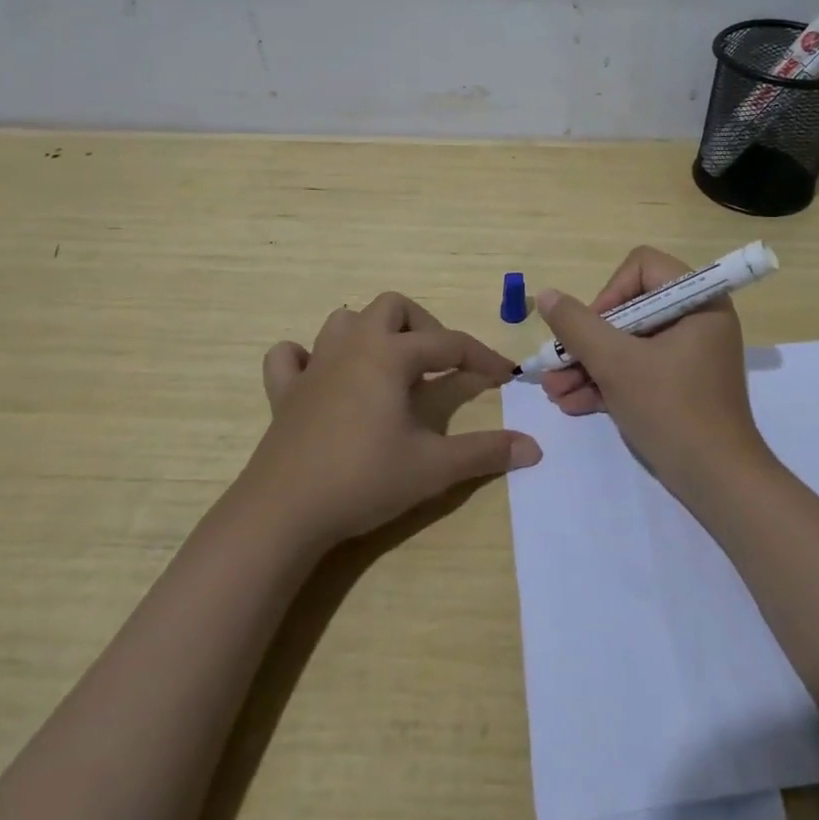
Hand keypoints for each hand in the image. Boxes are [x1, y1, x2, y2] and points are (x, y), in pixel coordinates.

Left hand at [237, 292, 541, 548]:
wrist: (284, 512)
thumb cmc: (364, 479)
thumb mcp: (434, 468)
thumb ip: (485, 452)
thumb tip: (534, 447)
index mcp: (390, 355)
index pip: (448, 343)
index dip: (481, 357)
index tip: (505, 375)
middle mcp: (352, 347)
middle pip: (392, 307)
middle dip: (423, 326)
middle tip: (438, 364)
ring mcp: (313, 366)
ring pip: (343, 321)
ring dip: (370, 333)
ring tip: (389, 367)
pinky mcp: (284, 392)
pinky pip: (289, 357)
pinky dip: (307, 358)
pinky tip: (322, 379)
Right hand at [536, 246, 772, 499]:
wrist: (718, 483)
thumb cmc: (672, 410)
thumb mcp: (616, 364)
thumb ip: (577, 326)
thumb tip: (546, 295)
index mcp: (698, 301)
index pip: (642, 267)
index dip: (610, 293)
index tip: (592, 329)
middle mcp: (696, 320)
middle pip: (629, 308)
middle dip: (588, 339)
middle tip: (557, 363)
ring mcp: (689, 354)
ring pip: (628, 343)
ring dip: (589, 364)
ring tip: (554, 390)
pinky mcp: (680, 384)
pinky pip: (638, 368)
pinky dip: (608, 382)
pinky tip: (571, 403)